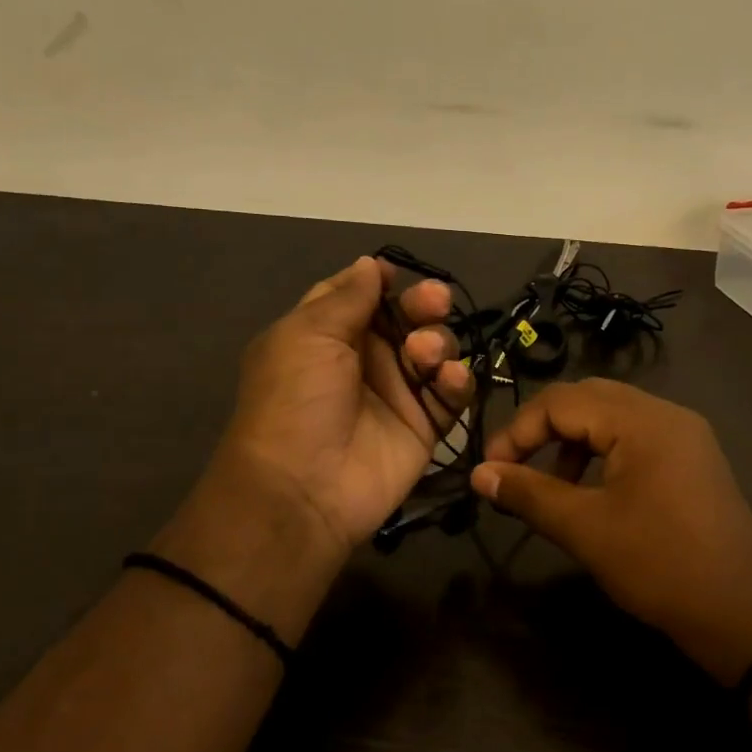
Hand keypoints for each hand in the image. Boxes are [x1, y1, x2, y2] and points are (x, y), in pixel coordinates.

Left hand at [218, 255, 471, 550]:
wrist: (304, 488)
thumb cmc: (295, 400)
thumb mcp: (307, 335)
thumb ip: (347, 297)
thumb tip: (371, 263)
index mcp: (327, 334)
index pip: (361, 297)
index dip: (381, 284)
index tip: (399, 276)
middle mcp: (365, 359)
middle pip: (407, 318)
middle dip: (424, 305)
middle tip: (434, 303)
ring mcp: (398, 393)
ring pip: (435, 350)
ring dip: (438, 343)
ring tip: (424, 355)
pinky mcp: (425, 424)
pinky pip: (452, 393)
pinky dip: (456, 381)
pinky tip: (448, 380)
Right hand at [471, 379, 751, 682]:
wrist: (743, 613)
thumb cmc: (659, 565)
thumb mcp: (585, 528)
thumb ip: (528, 494)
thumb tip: (479, 474)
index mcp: (642, 420)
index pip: (561, 401)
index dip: (517, 432)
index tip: (491, 471)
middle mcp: (666, 413)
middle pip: (587, 398)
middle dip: (543, 429)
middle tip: (513, 467)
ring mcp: (685, 434)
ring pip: (612, 416)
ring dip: (573, 440)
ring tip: (552, 483)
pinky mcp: (693, 458)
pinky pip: (636, 436)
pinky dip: (603, 452)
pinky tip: (592, 489)